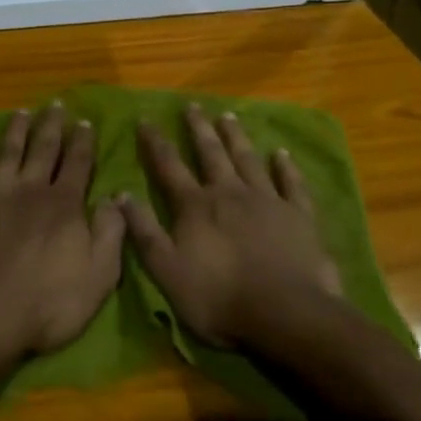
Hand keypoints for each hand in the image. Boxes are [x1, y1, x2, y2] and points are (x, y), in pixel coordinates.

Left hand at [0, 104, 124, 355]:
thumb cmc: (48, 304)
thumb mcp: (99, 276)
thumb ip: (110, 233)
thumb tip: (115, 197)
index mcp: (63, 204)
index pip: (77, 164)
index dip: (82, 142)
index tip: (85, 122)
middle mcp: (29, 189)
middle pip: (42, 149)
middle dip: (51, 126)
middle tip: (55, 104)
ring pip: (6, 153)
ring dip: (15, 131)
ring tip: (20, 112)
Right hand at [118, 104, 343, 348]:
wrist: (286, 315)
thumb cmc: (219, 298)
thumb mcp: (167, 270)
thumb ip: (144, 231)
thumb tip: (120, 194)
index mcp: (195, 206)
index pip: (169, 166)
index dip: (155, 142)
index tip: (146, 119)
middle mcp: (229, 193)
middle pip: (211, 154)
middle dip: (199, 129)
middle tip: (193, 105)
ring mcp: (267, 201)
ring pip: (248, 160)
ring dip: (236, 137)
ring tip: (228, 116)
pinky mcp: (299, 216)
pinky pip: (291, 184)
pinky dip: (286, 167)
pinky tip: (282, 153)